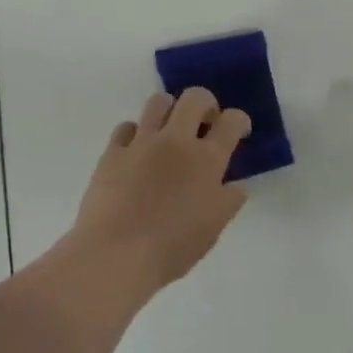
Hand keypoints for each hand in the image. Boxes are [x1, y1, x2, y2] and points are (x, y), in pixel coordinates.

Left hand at [69, 89, 250, 296]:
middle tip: (205, 122)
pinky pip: (126, 127)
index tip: (238, 130)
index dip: (239, 120)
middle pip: (195, 97)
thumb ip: (229, 201)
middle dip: (206, 103)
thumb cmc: (172, 248)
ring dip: (169, 110)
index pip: (231, 121)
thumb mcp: (213, 229)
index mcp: (207, 159)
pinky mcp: (113, 151)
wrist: (116, 255)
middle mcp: (176, 140)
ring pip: (158, 101)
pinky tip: (136, 151)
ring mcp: (142, 142)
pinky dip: (135, 134)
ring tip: (169, 129)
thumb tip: (237, 184)